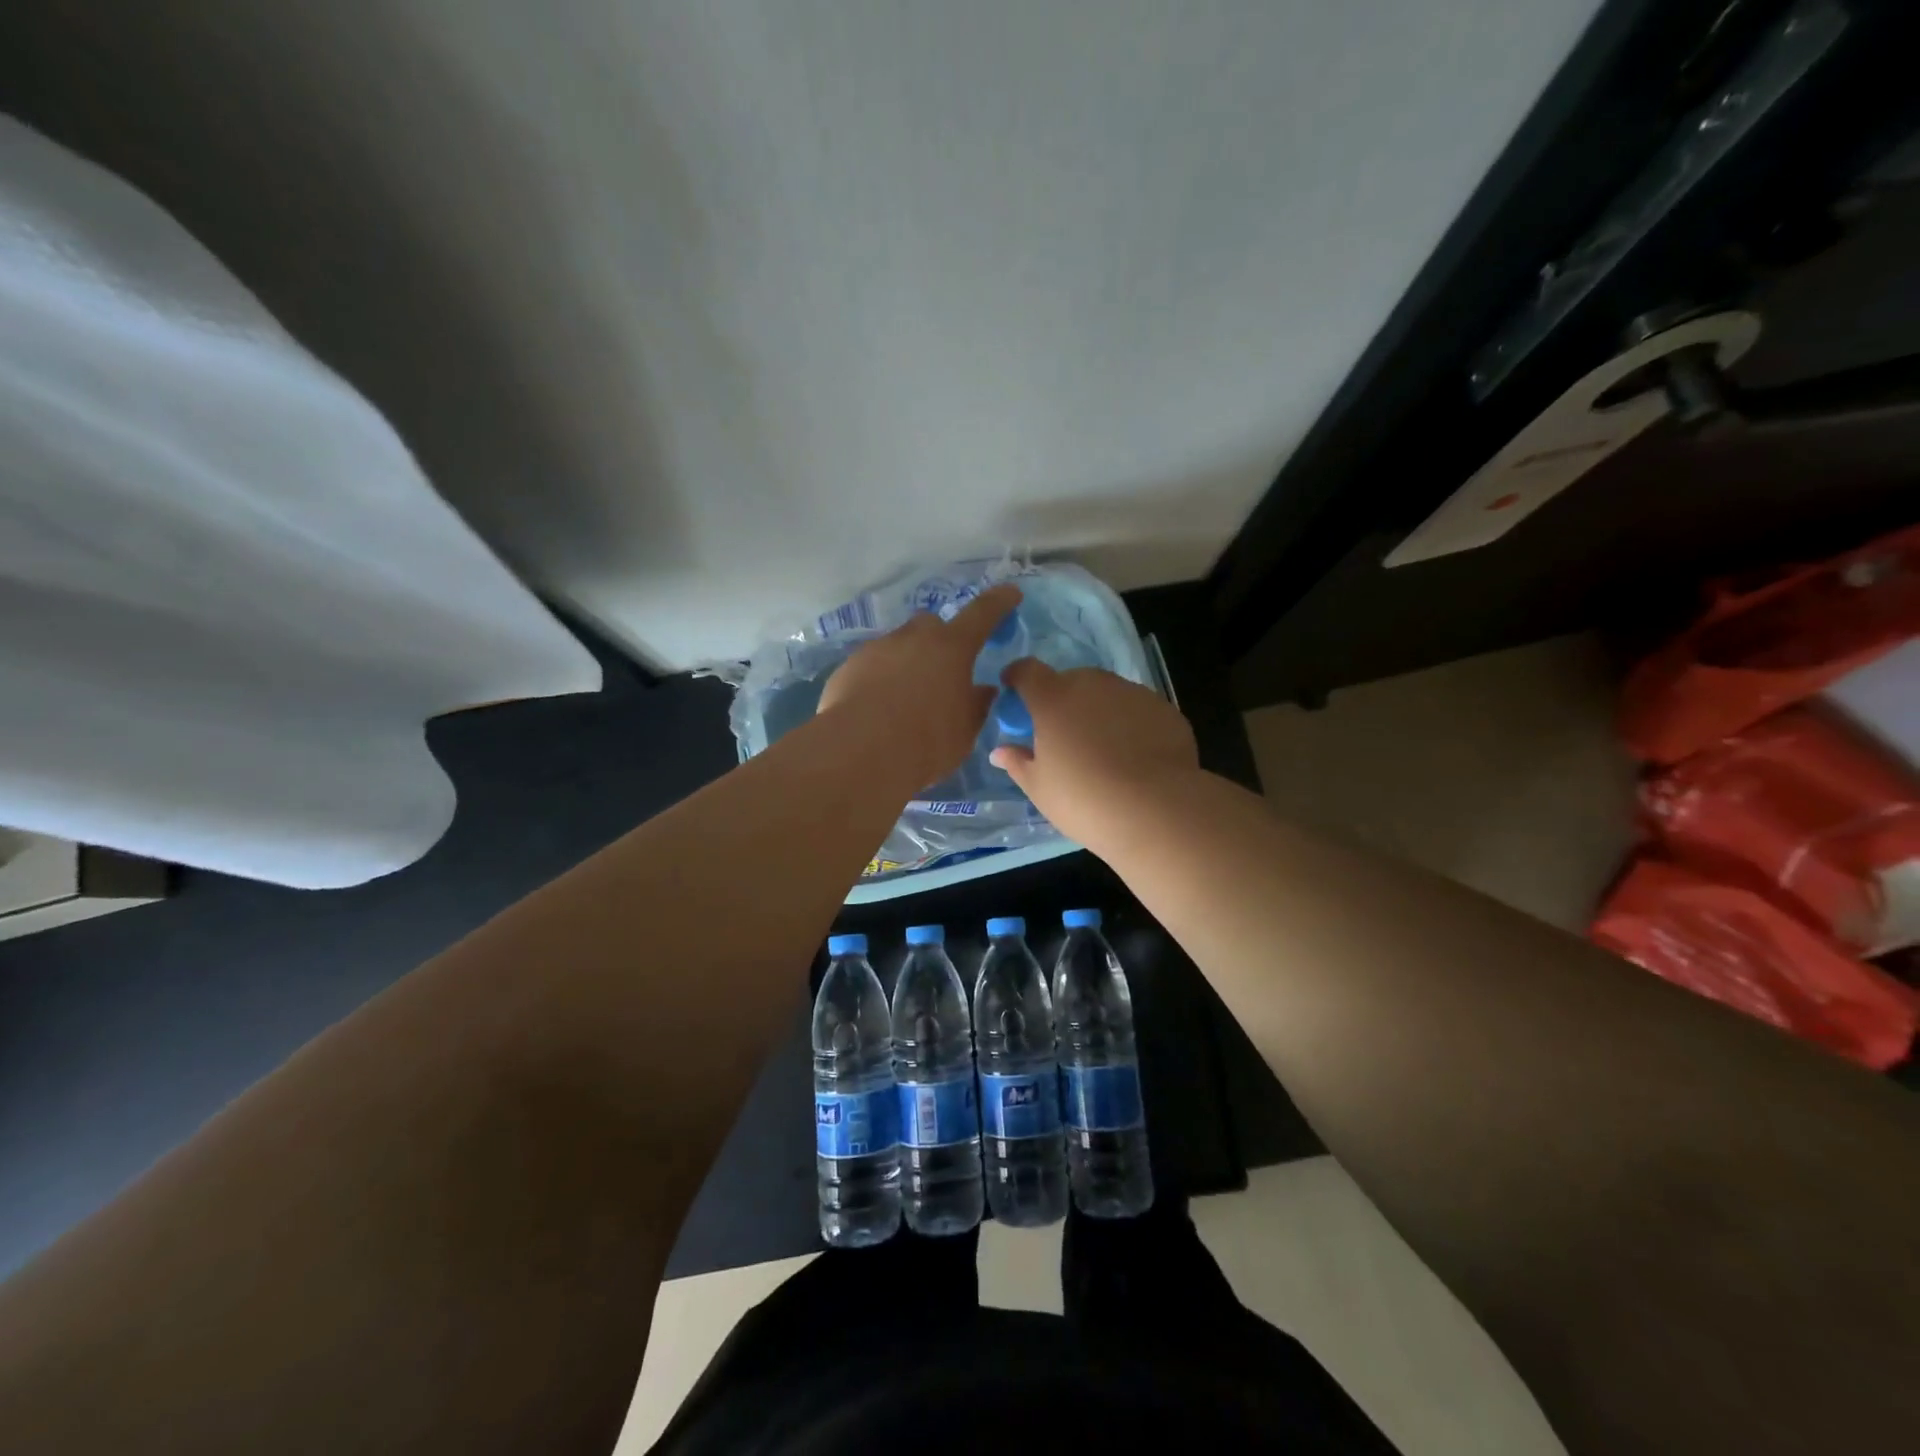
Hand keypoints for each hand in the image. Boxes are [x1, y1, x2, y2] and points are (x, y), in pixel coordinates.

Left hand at [816, 582, 1021, 790]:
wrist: (858, 752)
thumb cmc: (926, 741)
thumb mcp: (964, 731)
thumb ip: (975, 705)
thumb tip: (982, 691)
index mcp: (952, 648)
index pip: (982, 614)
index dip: (999, 602)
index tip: (1010, 593)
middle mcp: (913, 638)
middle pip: (931, 625)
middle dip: (940, 641)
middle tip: (943, 672)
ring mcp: (876, 649)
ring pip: (898, 646)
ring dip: (907, 663)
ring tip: (905, 699)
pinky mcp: (847, 668)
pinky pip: (871, 667)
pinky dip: (879, 680)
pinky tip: (877, 709)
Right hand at [990, 660, 1200, 848]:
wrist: (1156, 810)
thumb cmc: (1083, 800)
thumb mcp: (1039, 788)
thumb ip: (1017, 763)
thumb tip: (1000, 751)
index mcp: (1053, 699)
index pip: (1027, 670)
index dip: (1017, 677)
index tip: (1014, 690)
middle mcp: (1092, 685)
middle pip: (1069, 681)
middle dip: (1061, 700)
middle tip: (1062, 735)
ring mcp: (1132, 693)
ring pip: (1106, 693)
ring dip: (1098, 710)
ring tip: (1103, 749)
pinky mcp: (1164, 709)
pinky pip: (1136, 710)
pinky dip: (1130, 724)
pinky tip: (1135, 757)